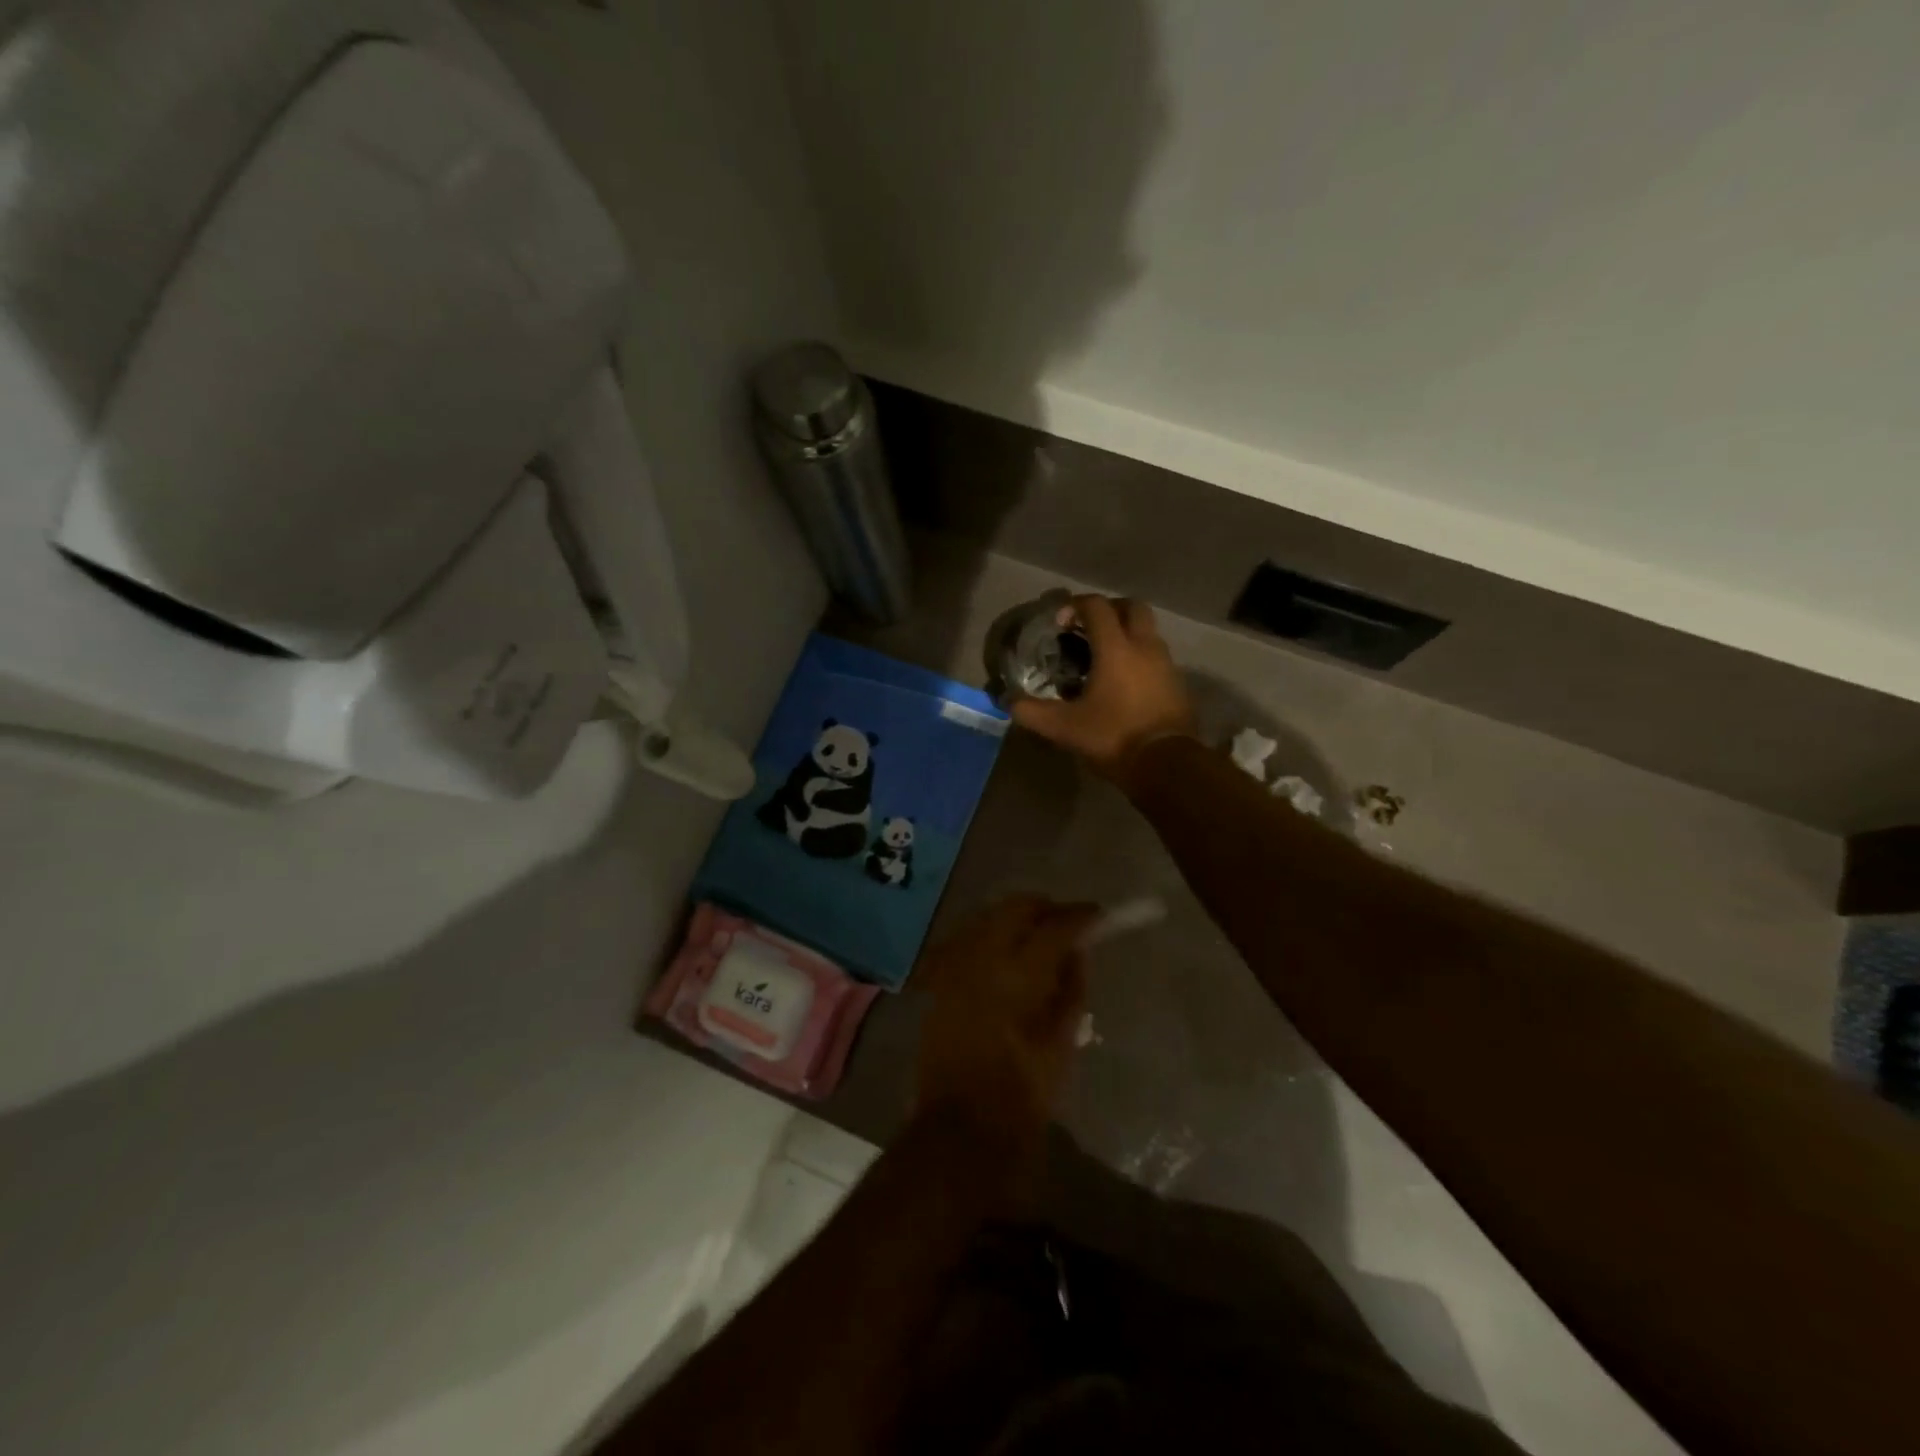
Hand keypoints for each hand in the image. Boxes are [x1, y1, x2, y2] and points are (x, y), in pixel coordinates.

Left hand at [914, 896, 1099, 1181]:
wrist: (962, 1126)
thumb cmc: (1023, 1093)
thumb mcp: (1062, 1042)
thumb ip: (1071, 988)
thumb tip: (1076, 951)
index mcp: (1018, 977)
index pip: (1054, 926)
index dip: (1080, 916)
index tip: (1098, 915)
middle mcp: (982, 959)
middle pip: (1015, 907)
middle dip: (1045, 908)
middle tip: (1066, 924)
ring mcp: (955, 967)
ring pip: (988, 917)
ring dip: (1016, 919)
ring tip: (1038, 938)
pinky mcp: (940, 980)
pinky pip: (968, 940)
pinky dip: (991, 937)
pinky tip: (1006, 956)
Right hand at [1011, 594, 1195, 783]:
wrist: (1166, 765)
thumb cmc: (1113, 737)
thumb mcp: (1064, 728)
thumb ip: (1032, 712)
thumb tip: (1008, 703)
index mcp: (1116, 649)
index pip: (1097, 607)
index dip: (1075, 605)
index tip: (1060, 621)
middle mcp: (1145, 647)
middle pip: (1132, 607)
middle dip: (1109, 609)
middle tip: (1088, 627)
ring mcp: (1166, 664)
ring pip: (1148, 632)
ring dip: (1127, 634)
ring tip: (1105, 657)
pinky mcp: (1178, 684)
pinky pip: (1157, 658)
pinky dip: (1140, 658)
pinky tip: (1124, 683)